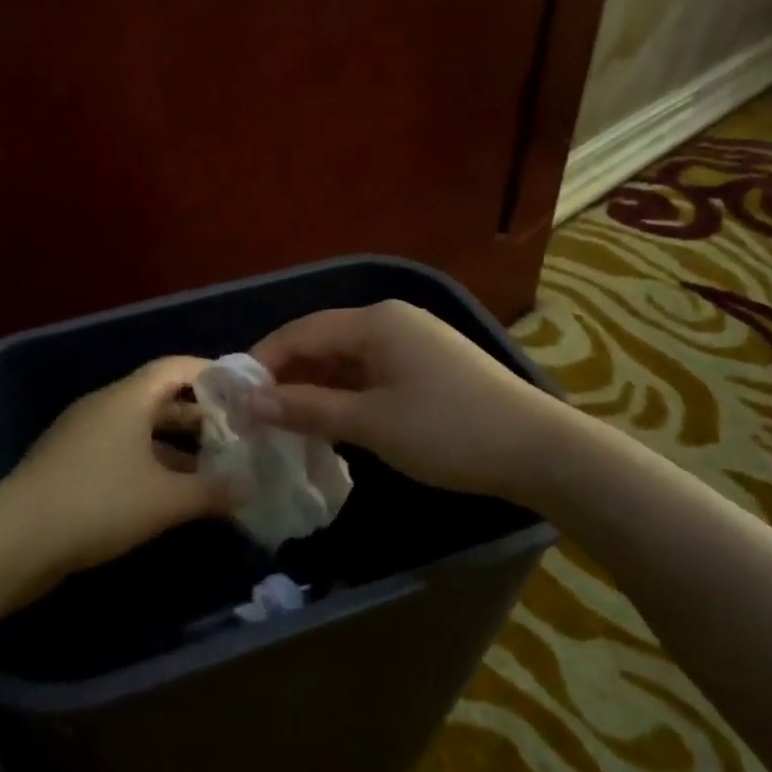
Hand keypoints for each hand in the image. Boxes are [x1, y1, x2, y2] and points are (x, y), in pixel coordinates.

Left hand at [1, 356, 239, 573]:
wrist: (14, 541)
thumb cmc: (98, 504)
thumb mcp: (166, 499)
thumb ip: (214, 491)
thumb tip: (251, 487)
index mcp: (127, 399)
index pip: (176, 367)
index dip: (212, 374)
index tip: (244, 392)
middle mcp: (104, 408)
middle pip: (160, 398)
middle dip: (200, 415)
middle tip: (237, 433)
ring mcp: (83, 437)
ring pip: (141, 429)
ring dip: (177, 445)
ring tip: (214, 467)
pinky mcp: (71, 466)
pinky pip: (122, 453)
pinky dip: (151, 465)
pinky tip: (172, 494)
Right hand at [249, 300, 559, 504]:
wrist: (538, 449)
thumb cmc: (447, 430)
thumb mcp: (370, 422)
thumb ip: (306, 409)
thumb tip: (249, 404)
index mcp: (375, 322)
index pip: (301, 333)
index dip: (263, 363)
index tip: (233, 398)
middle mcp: (392, 322)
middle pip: (323, 343)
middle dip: (286, 378)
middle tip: (254, 416)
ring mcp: (413, 344)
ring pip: (347, 361)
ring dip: (315, 389)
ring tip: (283, 424)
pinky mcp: (428, 368)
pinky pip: (371, 374)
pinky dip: (346, 396)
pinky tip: (330, 422)